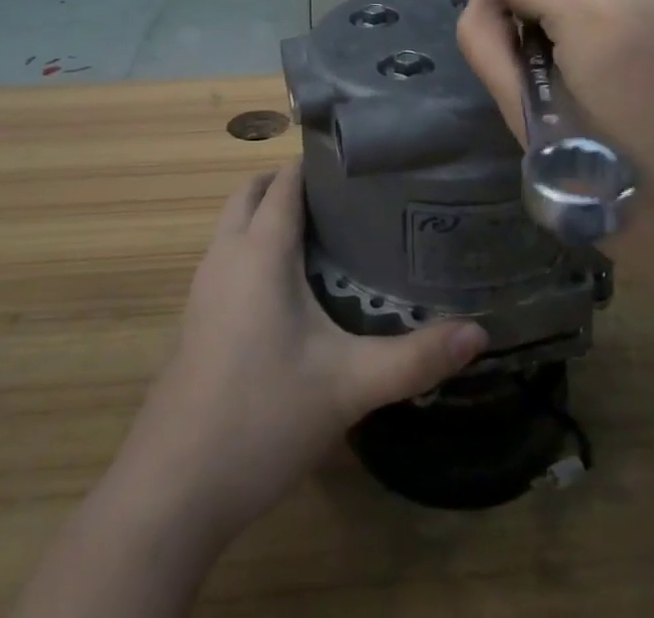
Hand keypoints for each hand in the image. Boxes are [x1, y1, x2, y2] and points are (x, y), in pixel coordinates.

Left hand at [120, 160, 486, 546]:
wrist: (175, 487)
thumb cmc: (263, 417)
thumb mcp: (349, 386)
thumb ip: (415, 358)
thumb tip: (479, 333)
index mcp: (260, 250)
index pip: (286, 181)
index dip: (319, 165)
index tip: (362, 167)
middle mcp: (226, 254)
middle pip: (252, 192)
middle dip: (290, 183)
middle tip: (345, 201)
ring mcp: (204, 286)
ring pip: (235, 223)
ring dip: (268, 214)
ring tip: (325, 236)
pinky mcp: (196, 317)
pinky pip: (226, 255)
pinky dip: (253, 246)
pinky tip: (290, 290)